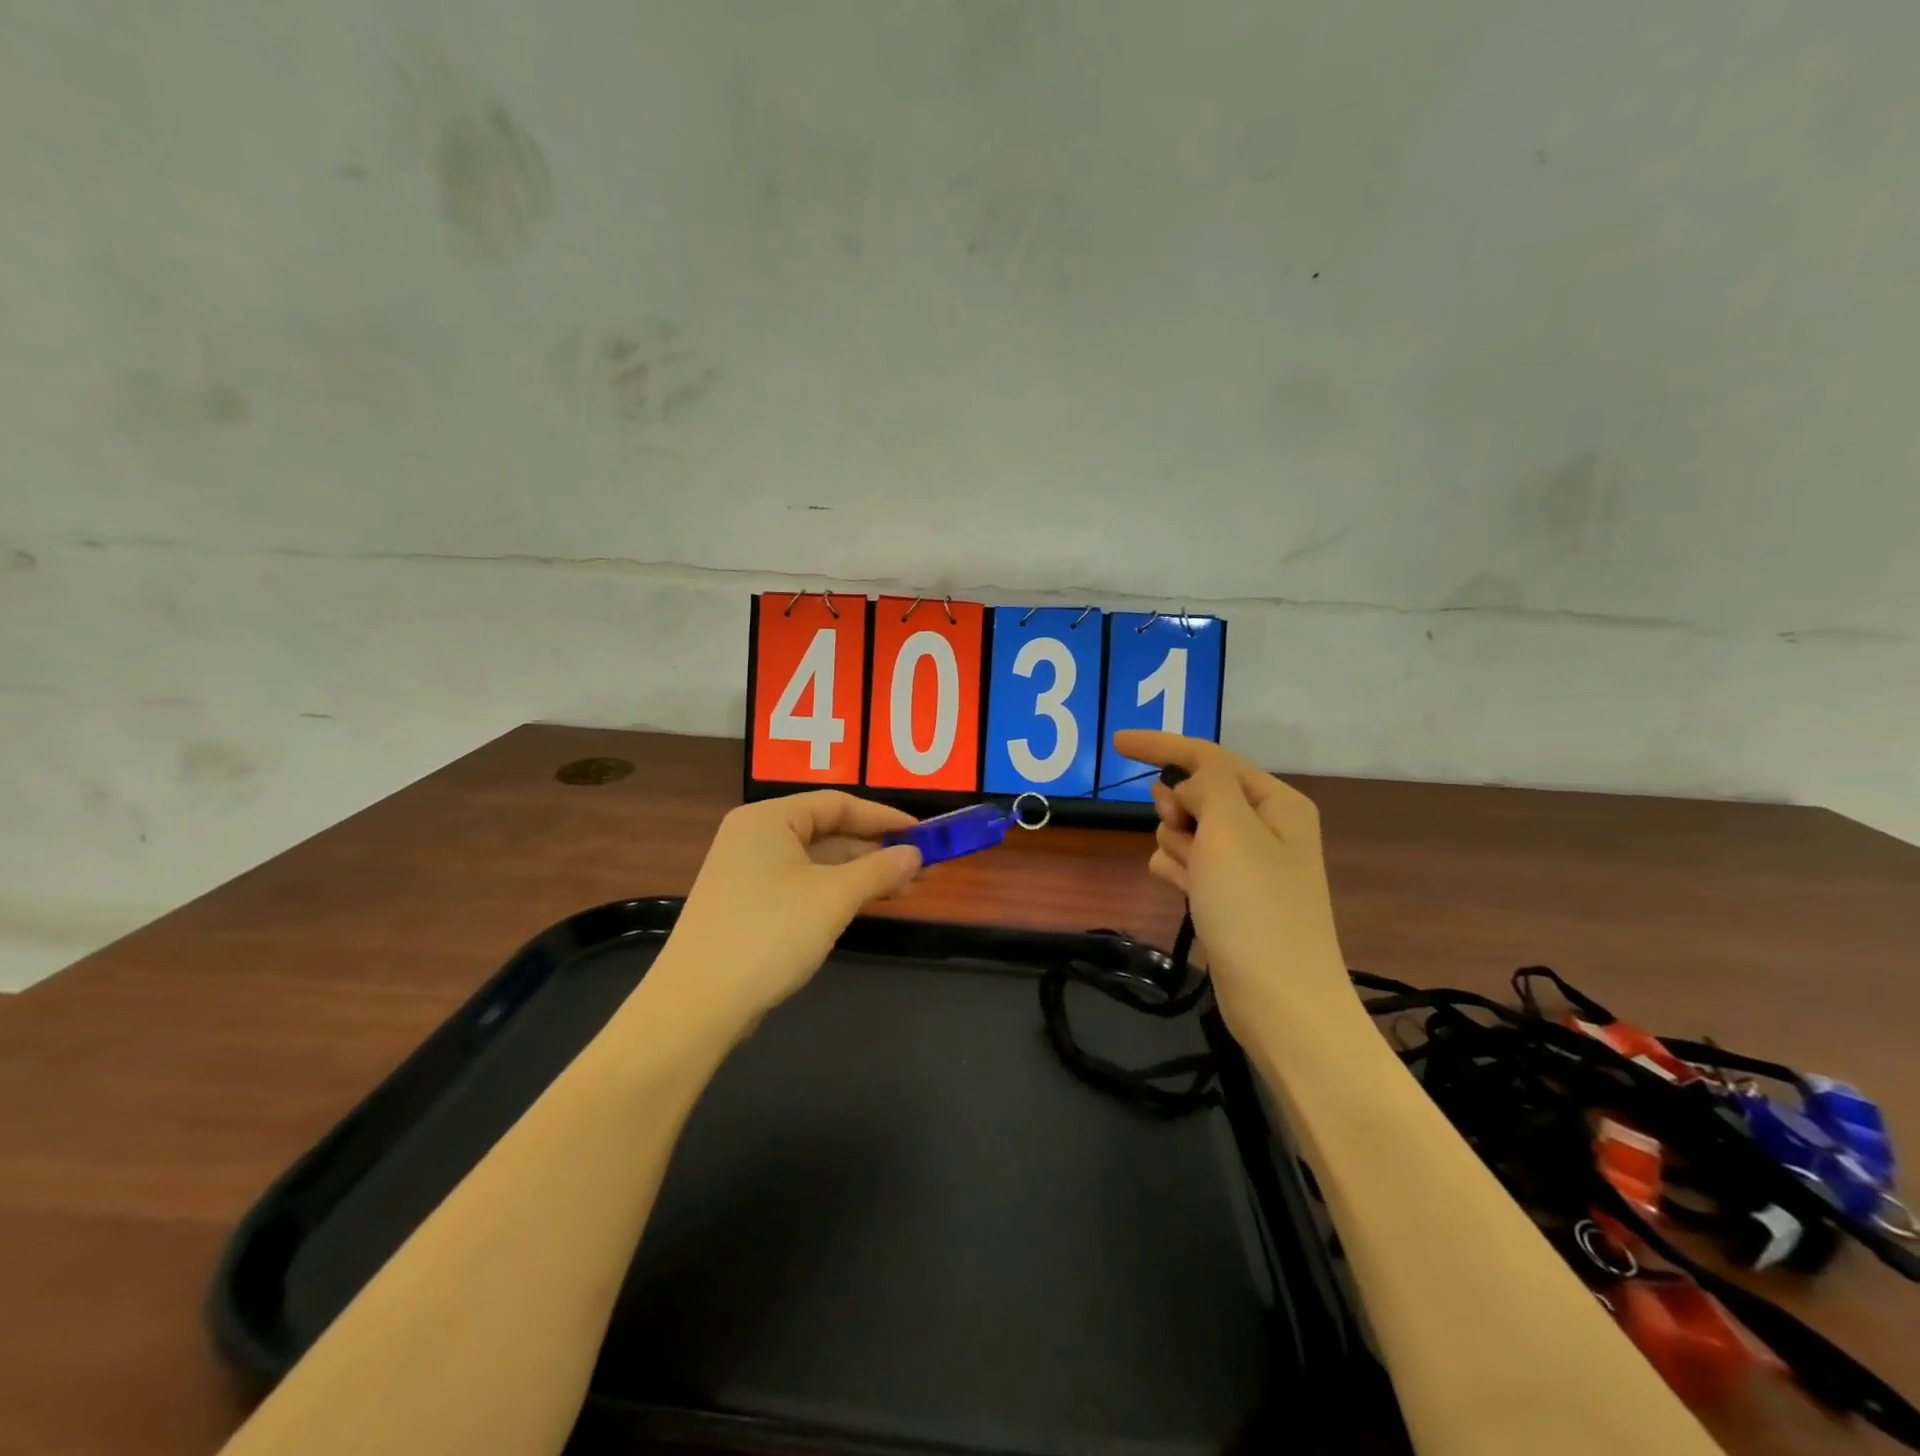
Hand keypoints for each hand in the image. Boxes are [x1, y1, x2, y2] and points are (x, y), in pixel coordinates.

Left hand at [657, 792, 922, 1032]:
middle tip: (922, 866)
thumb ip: (879, 870)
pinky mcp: (747, 905)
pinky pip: (802, 885)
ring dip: (860, 873)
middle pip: (827, 831)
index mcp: (769, 818)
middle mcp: (755, 836)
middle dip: (875, 849)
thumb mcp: (833, 898)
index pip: (837, 803)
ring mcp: (748, 872)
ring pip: (817, 861)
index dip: (884, 817)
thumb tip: (916, 854)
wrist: (697, 1005)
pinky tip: (865, 904)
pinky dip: (836, 891)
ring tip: (905, 887)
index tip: (924, 834)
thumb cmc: (769, 934)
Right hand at [1113, 730, 1348, 1026]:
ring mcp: (1246, 864)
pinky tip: (1182, 891)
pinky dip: (1178, 870)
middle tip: (1184, 835)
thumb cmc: (1255, 907)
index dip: (1162, 746)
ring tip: (1191, 877)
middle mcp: (1264, 827)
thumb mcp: (1230, 830)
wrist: (1280, 1001)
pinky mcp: (1229, 896)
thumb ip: (1206, 786)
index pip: (1209, 758)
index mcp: (1274, 803)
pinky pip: (1188, 863)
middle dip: (1177, 809)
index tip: (1115, 742)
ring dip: (1176, 845)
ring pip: (1187, 830)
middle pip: (1197, 793)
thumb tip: (1188, 784)